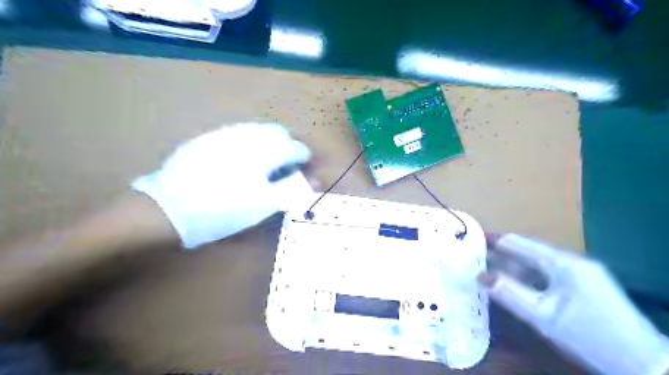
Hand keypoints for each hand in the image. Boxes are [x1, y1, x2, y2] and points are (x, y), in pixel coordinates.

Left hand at [133, 122, 312, 247]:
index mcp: (266, 150)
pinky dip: (249, 143)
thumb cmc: (224, 209)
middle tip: (283, 169)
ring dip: (269, 143)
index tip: (302, 172)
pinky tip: (239, 161)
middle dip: (287, 147)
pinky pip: (238, 133)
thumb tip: (312, 181)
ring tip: (263, 165)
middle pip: (280, 133)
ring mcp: (226, 133)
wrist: (170, 208)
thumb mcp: (264, 205)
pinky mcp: (209, 137)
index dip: (304, 160)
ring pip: (259, 130)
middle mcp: (249, 134)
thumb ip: (292, 190)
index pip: (297, 148)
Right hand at [481, 235, 667, 374]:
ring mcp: (580, 271)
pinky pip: (547, 272)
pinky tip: (516, 283)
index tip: (471, 238)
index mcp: (561, 262)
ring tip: (489, 269)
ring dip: (513, 265)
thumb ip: (508, 293)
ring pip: (536, 262)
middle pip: (527, 250)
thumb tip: (479, 275)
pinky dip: (528, 275)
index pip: (518, 243)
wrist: (641, 361)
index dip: (493, 240)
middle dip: (501, 253)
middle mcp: (570, 260)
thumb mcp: (542, 316)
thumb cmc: (587, 335)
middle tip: (475, 256)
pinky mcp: (584, 283)